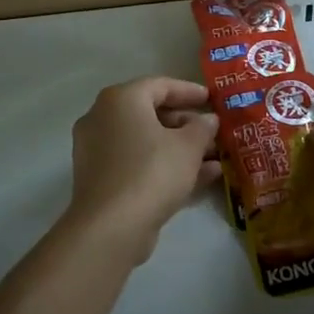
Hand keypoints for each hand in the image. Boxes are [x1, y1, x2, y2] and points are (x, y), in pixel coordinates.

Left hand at [69, 78, 219, 260]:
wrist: (110, 228)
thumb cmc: (152, 172)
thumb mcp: (188, 146)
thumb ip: (202, 127)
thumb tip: (209, 120)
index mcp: (120, 99)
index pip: (160, 85)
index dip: (190, 91)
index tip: (212, 100)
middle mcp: (103, 118)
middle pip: (151, 114)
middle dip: (187, 124)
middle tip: (213, 132)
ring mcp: (98, 151)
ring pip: (146, 142)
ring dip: (180, 148)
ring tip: (216, 157)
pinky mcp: (101, 179)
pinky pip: (138, 163)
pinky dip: (165, 165)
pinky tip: (202, 177)